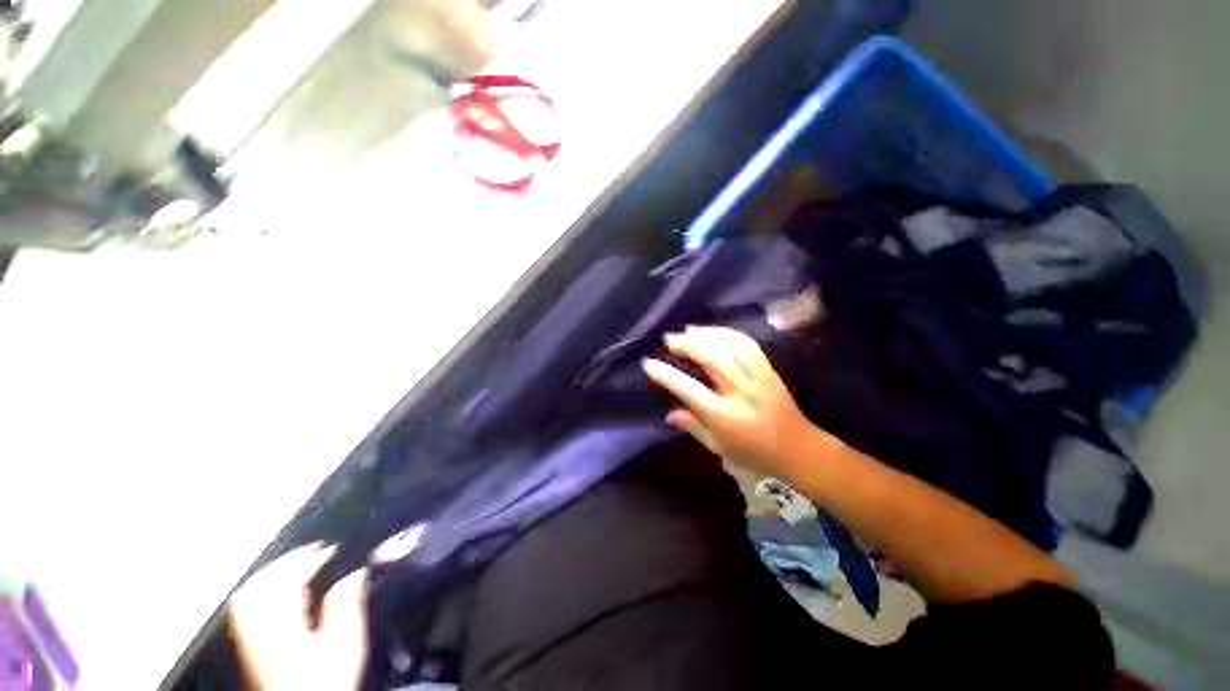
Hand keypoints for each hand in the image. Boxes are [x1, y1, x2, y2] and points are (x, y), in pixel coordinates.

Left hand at [228, 544, 367, 690]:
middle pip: (259, 585)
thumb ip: (347, 606)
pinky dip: (261, 592)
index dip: (309, 559)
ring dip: (271, 575)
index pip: (288, 580)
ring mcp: (252, 638)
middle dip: (285, 562)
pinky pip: (246, 611)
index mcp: (286, 624)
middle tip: (311, 551)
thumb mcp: (344, 644)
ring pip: (247, 597)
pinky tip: (276, 594)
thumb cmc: (326, 679)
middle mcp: (262, 628)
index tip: (331, 549)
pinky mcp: (252, 647)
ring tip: (293, 565)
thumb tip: (356, 573)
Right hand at [642, 326, 819, 478]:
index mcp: (725, 417)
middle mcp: (742, 393)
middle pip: (712, 358)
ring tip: (688, 330)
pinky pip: (748, 345)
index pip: (690, 391)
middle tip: (669, 339)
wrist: (800, 450)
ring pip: (731, 346)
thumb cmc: (755, 455)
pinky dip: (728, 334)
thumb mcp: (719, 448)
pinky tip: (714, 332)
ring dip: (707, 334)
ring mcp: (759, 379)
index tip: (648, 363)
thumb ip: (693, 427)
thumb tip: (668, 415)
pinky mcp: (770, 371)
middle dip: (687, 344)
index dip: (666, 375)